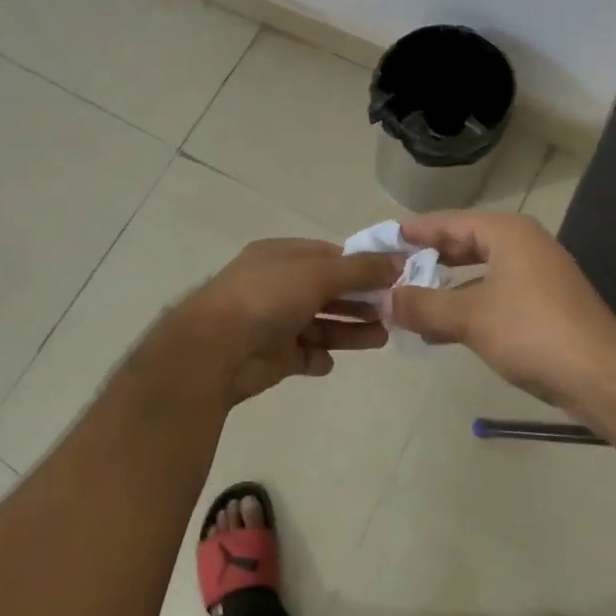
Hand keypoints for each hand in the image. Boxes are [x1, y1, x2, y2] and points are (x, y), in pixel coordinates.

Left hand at [153, 239, 402, 406]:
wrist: (217, 350)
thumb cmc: (267, 298)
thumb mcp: (317, 273)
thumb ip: (359, 269)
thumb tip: (398, 260)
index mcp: (282, 256)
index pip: (328, 255)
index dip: (360, 264)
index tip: (393, 276)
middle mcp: (278, 285)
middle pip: (328, 290)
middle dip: (360, 299)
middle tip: (394, 310)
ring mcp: (275, 321)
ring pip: (322, 323)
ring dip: (350, 330)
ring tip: (382, 337)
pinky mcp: (274, 356)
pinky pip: (305, 354)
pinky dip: (319, 357)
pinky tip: (329, 360)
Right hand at [389, 211, 615, 407]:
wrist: (604, 378)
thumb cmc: (532, 332)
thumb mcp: (468, 317)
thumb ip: (422, 306)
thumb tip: (383, 300)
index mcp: (506, 233)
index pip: (448, 222)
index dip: (413, 232)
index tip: (381, 240)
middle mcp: (523, 245)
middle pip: (463, 243)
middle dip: (427, 259)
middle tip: (390, 270)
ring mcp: (538, 275)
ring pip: (478, 272)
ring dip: (445, 286)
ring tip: (409, 300)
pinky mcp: (545, 305)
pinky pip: (493, 294)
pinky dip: (466, 304)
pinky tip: (442, 328)